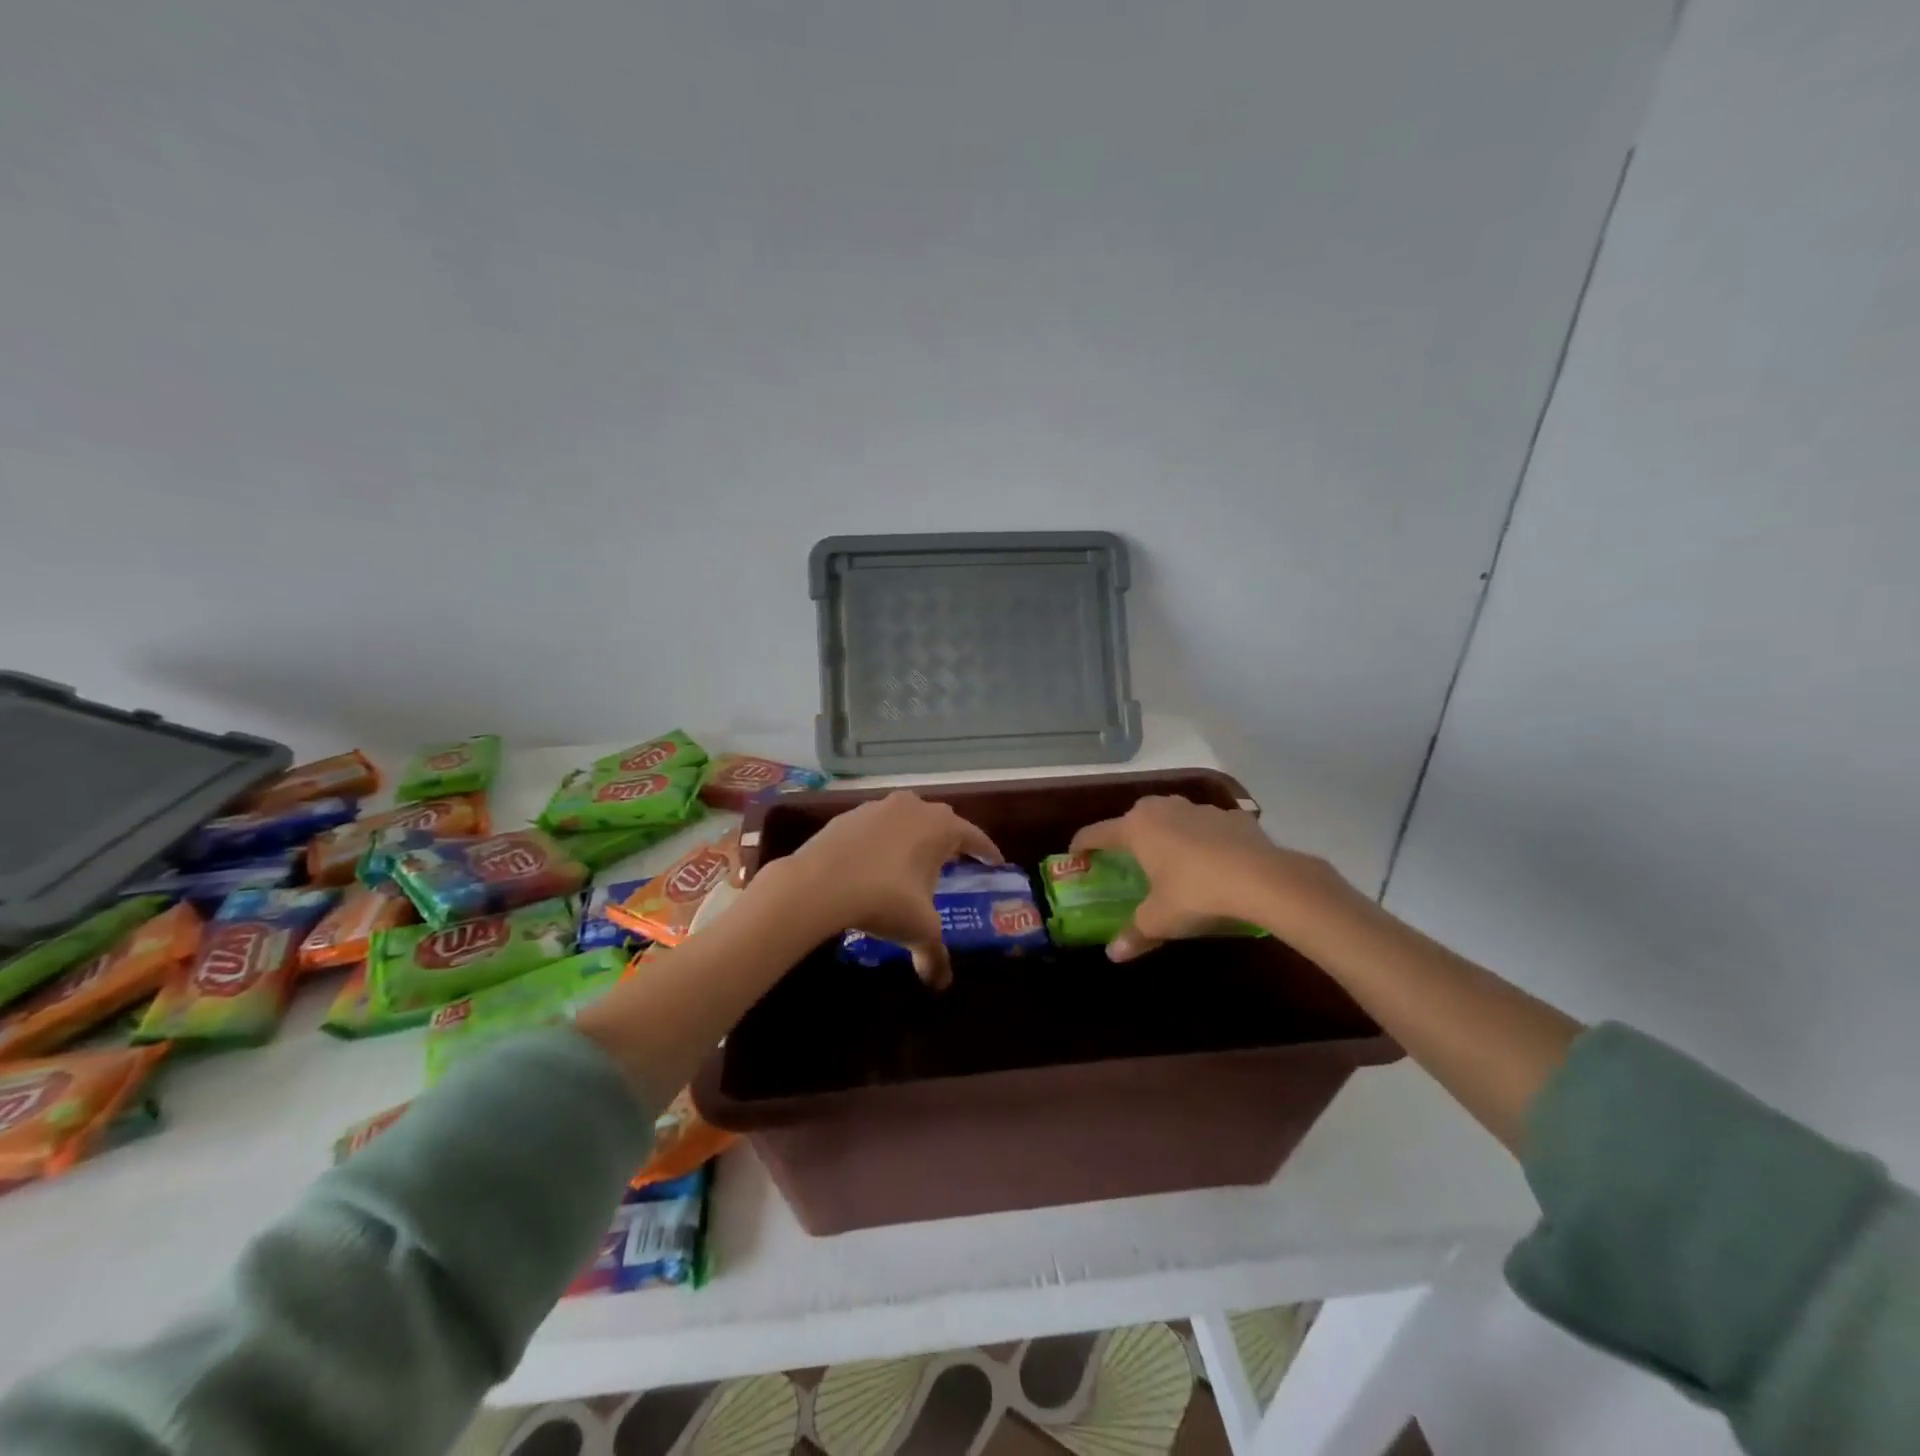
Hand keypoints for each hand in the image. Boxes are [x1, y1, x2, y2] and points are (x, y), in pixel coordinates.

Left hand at [758, 791, 1001, 988]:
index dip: (987, 851)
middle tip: (956, 861)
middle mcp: (913, 808)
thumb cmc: (884, 900)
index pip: (974, 836)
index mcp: (940, 827)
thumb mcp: (918, 929)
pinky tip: (876, 863)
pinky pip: (876, 827)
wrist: (818, 884)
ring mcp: (878, 808)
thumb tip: (941, 983)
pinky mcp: (848, 816)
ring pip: (906, 818)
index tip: (996, 863)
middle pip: (942, 820)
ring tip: (915, 861)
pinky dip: (883, 841)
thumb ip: (935, 955)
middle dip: (951, 840)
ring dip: (914, 836)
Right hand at [1069, 796, 1358, 960]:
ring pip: (1171, 816)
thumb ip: (1135, 933)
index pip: (1096, 833)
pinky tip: (1212, 861)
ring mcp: (1198, 809)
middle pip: (1133, 818)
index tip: (1075, 856)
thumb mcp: (1160, 919)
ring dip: (1165, 834)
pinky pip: (1205, 826)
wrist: (1263, 879)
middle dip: (1126, 836)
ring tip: (1170, 859)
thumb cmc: (1196, 894)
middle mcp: (1162, 809)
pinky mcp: (1230, 816)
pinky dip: (1201, 839)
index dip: (1082, 845)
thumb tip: (1113, 954)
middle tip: (1126, 861)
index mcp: (1136, 828)